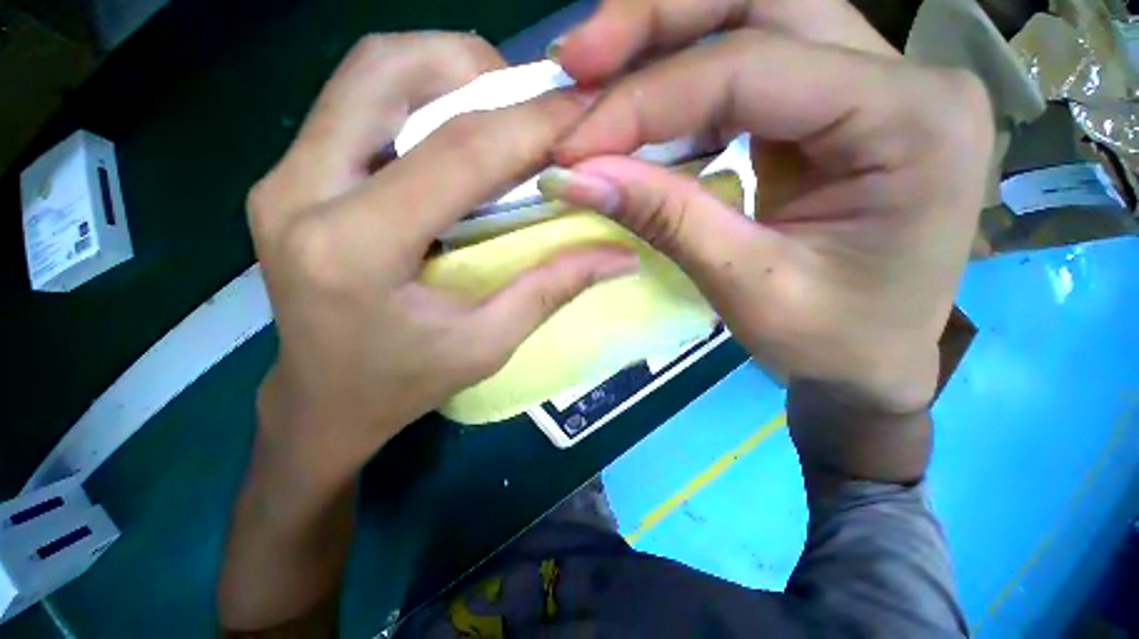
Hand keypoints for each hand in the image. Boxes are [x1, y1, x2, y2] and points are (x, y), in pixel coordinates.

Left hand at [248, 32, 636, 482]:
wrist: (323, 403)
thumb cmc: (403, 385)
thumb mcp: (488, 344)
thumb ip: (552, 288)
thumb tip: (619, 255)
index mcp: (354, 248)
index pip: (457, 151)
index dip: (531, 123)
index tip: (584, 111)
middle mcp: (299, 193)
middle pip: (387, 69)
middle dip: (475, 68)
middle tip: (529, 108)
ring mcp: (282, 178)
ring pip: (367, 74)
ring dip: (445, 75)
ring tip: (500, 114)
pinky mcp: (288, 179)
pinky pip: (356, 104)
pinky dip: (418, 99)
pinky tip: (457, 135)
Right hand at [541, 0, 993, 413]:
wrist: (873, 362)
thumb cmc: (832, 343)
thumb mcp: (747, 288)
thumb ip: (666, 219)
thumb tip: (576, 176)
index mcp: (912, 122)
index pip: (750, 70)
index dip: (644, 103)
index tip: (572, 145)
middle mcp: (903, 77)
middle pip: (763, 1)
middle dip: (656, 22)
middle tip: (577, 57)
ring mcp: (872, 85)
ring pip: (756, 18)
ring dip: (664, 42)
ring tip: (593, 71)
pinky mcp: (835, 109)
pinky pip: (751, 68)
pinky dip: (683, 82)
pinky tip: (638, 107)